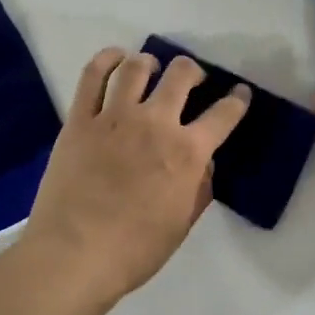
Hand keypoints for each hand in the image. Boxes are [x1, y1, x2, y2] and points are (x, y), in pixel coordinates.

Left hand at [21, 46, 250, 305]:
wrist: (74, 256)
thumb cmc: (135, 250)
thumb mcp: (182, 224)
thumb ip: (200, 188)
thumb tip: (204, 163)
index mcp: (187, 152)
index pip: (224, 114)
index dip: (238, 99)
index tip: (240, 93)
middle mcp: (155, 123)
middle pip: (181, 75)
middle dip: (193, 71)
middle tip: (191, 79)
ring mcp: (115, 117)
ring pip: (137, 67)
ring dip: (150, 63)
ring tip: (150, 69)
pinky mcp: (80, 120)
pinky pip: (93, 76)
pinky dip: (106, 59)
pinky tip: (115, 58)